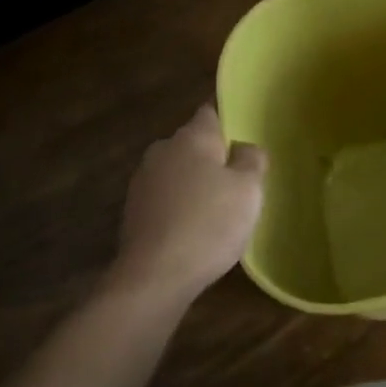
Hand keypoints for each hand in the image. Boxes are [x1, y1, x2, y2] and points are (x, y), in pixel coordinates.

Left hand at [112, 105, 266, 299]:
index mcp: (191, 137)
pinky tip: (196, 228)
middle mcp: (162, 150)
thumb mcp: (249, 189)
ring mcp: (143, 181)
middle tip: (240, 176)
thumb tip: (243, 147)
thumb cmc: (209, 224)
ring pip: (178, 171)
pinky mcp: (133, 211)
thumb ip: (252, 159)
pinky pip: (166, 197)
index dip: (229, 116)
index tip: (245, 130)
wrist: (155, 276)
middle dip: (214, 154)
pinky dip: (181, 205)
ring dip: (196, 182)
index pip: (211, 110)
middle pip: (194, 143)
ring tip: (220, 206)